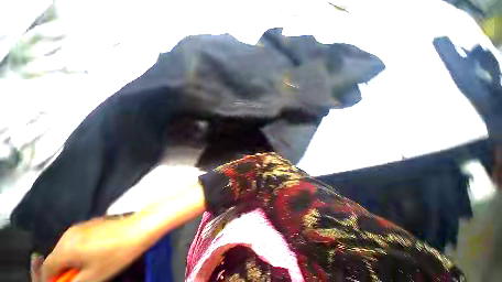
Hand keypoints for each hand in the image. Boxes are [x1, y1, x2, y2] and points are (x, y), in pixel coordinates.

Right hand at [37, 215, 146, 281]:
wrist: (139, 227)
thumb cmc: (117, 253)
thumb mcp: (93, 276)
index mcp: (65, 248)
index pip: (47, 268)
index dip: (53, 280)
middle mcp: (68, 234)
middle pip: (56, 258)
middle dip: (64, 270)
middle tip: (80, 276)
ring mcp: (80, 227)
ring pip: (67, 249)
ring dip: (72, 260)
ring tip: (91, 265)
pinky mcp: (91, 223)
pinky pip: (77, 240)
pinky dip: (80, 250)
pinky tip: (97, 252)